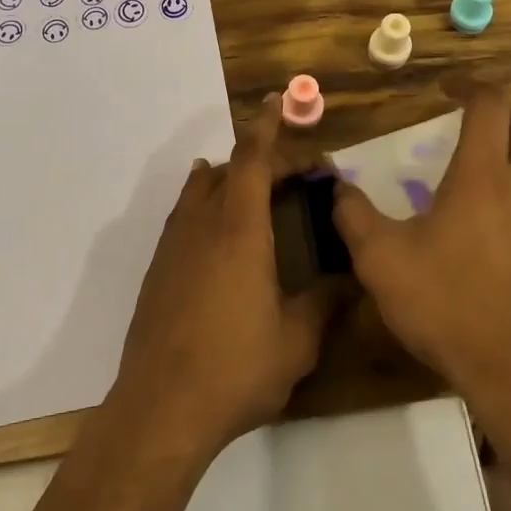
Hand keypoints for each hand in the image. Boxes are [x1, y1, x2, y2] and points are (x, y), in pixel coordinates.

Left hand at [111, 95, 336, 457]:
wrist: (161, 408)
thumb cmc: (236, 369)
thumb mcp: (297, 341)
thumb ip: (326, 303)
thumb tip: (353, 281)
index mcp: (240, 230)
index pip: (253, 160)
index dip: (267, 127)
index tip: (276, 102)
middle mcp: (202, 225)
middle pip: (229, 169)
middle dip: (263, 161)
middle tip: (296, 176)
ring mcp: (173, 246)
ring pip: (199, 189)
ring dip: (230, 179)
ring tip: (257, 192)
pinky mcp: (157, 270)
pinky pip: (183, 216)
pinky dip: (206, 204)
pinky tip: (218, 231)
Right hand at [332, 84, 510, 422]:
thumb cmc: (446, 305)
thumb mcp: (380, 259)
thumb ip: (353, 215)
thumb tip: (336, 186)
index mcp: (482, 176)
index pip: (490, 105)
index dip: (469, 86)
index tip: (444, 90)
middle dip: (501, 113)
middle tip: (471, 123)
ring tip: (499, 158)